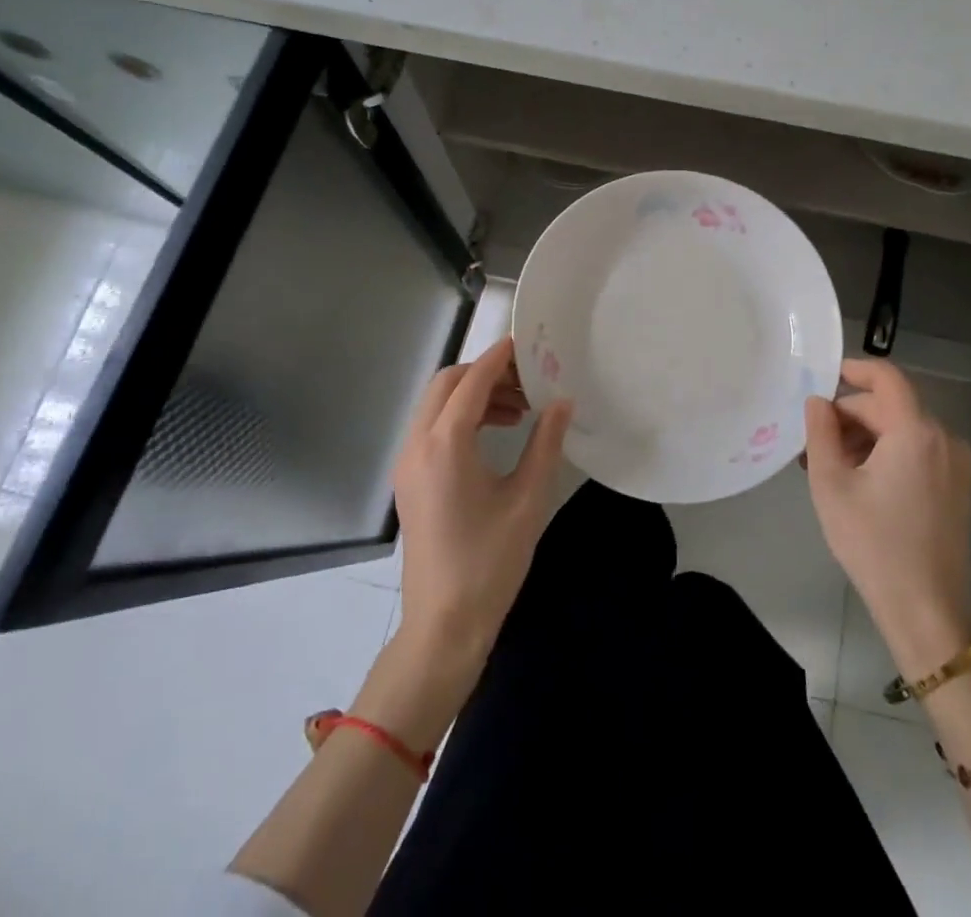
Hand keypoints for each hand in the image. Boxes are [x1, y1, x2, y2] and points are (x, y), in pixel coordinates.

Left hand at [390, 337, 571, 679]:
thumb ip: (545, 443)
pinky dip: (462, 418)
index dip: (500, 358)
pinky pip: (433, 429)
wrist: (443, 626)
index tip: (528, 345)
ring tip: (519, 411)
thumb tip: (562, 402)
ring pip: (438, 405)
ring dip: (475, 396)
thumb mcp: (527, 499)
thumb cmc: (490, 562)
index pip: (473, 380)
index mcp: (446, 443)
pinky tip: (495, 435)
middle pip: (447, 384)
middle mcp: (418, 444)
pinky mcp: (409, 480)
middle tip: (528, 384)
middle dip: (487, 374)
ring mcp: (408, 463)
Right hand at [804, 358, 970, 671]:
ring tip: (828, 465)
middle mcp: (943, 438)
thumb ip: (820, 432)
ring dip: (863, 436)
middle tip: (812, 441)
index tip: (822, 378)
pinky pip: (915, 450)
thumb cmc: (873, 544)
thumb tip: (818, 401)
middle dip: (849, 415)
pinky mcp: (955, 485)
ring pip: (901, 429)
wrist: (926, 611)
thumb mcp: (831, 484)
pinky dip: (885, 453)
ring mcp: (954, 463)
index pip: (886, 378)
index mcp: (916, 432)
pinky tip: (857, 480)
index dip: (853, 369)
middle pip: (889, 406)